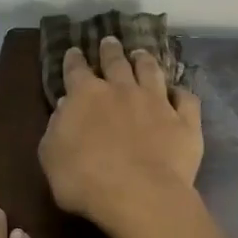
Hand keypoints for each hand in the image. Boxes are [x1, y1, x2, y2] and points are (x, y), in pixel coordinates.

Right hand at [38, 36, 203, 230]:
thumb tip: (65, 106)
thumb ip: (56, 128)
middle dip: (111, 50)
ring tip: (141, 54)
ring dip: (145, 61)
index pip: (76, 70)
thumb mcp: (51, 157)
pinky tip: (180, 92)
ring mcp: (156, 103)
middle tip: (110, 41)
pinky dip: (182, 93)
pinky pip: (186, 100)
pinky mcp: (184, 121)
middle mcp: (122, 90)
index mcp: (85, 96)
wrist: (139, 196)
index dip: (74, 60)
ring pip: (151, 72)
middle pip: (116, 62)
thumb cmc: (84, 181)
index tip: (74, 51)